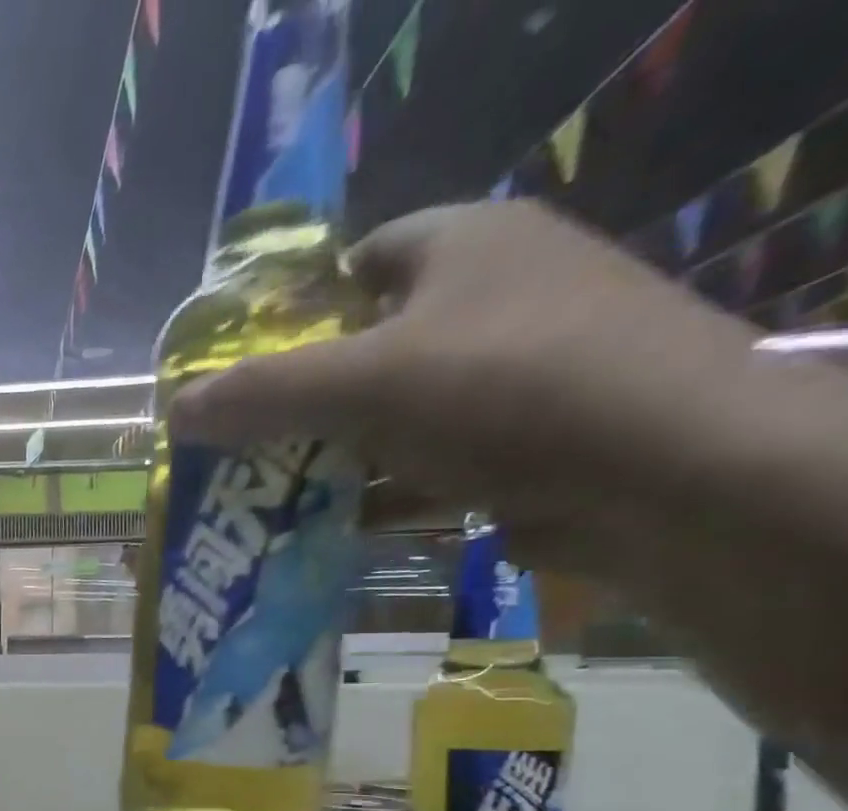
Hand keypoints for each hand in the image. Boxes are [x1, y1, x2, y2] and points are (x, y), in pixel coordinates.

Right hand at [170, 200, 763, 578]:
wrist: (672, 475)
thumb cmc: (507, 393)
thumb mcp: (364, 384)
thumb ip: (263, 394)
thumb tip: (175, 410)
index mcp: (464, 245)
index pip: (356, 262)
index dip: (294, 315)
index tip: (245, 376)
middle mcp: (497, 295)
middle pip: (369, 345)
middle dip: (304, 402)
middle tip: (244, 448)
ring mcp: (520, 371)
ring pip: (397, 412)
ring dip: (337, 456)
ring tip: (272, 497)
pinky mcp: (531, 440)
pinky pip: (432, 460)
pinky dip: (384, 493)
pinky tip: (335, 527)